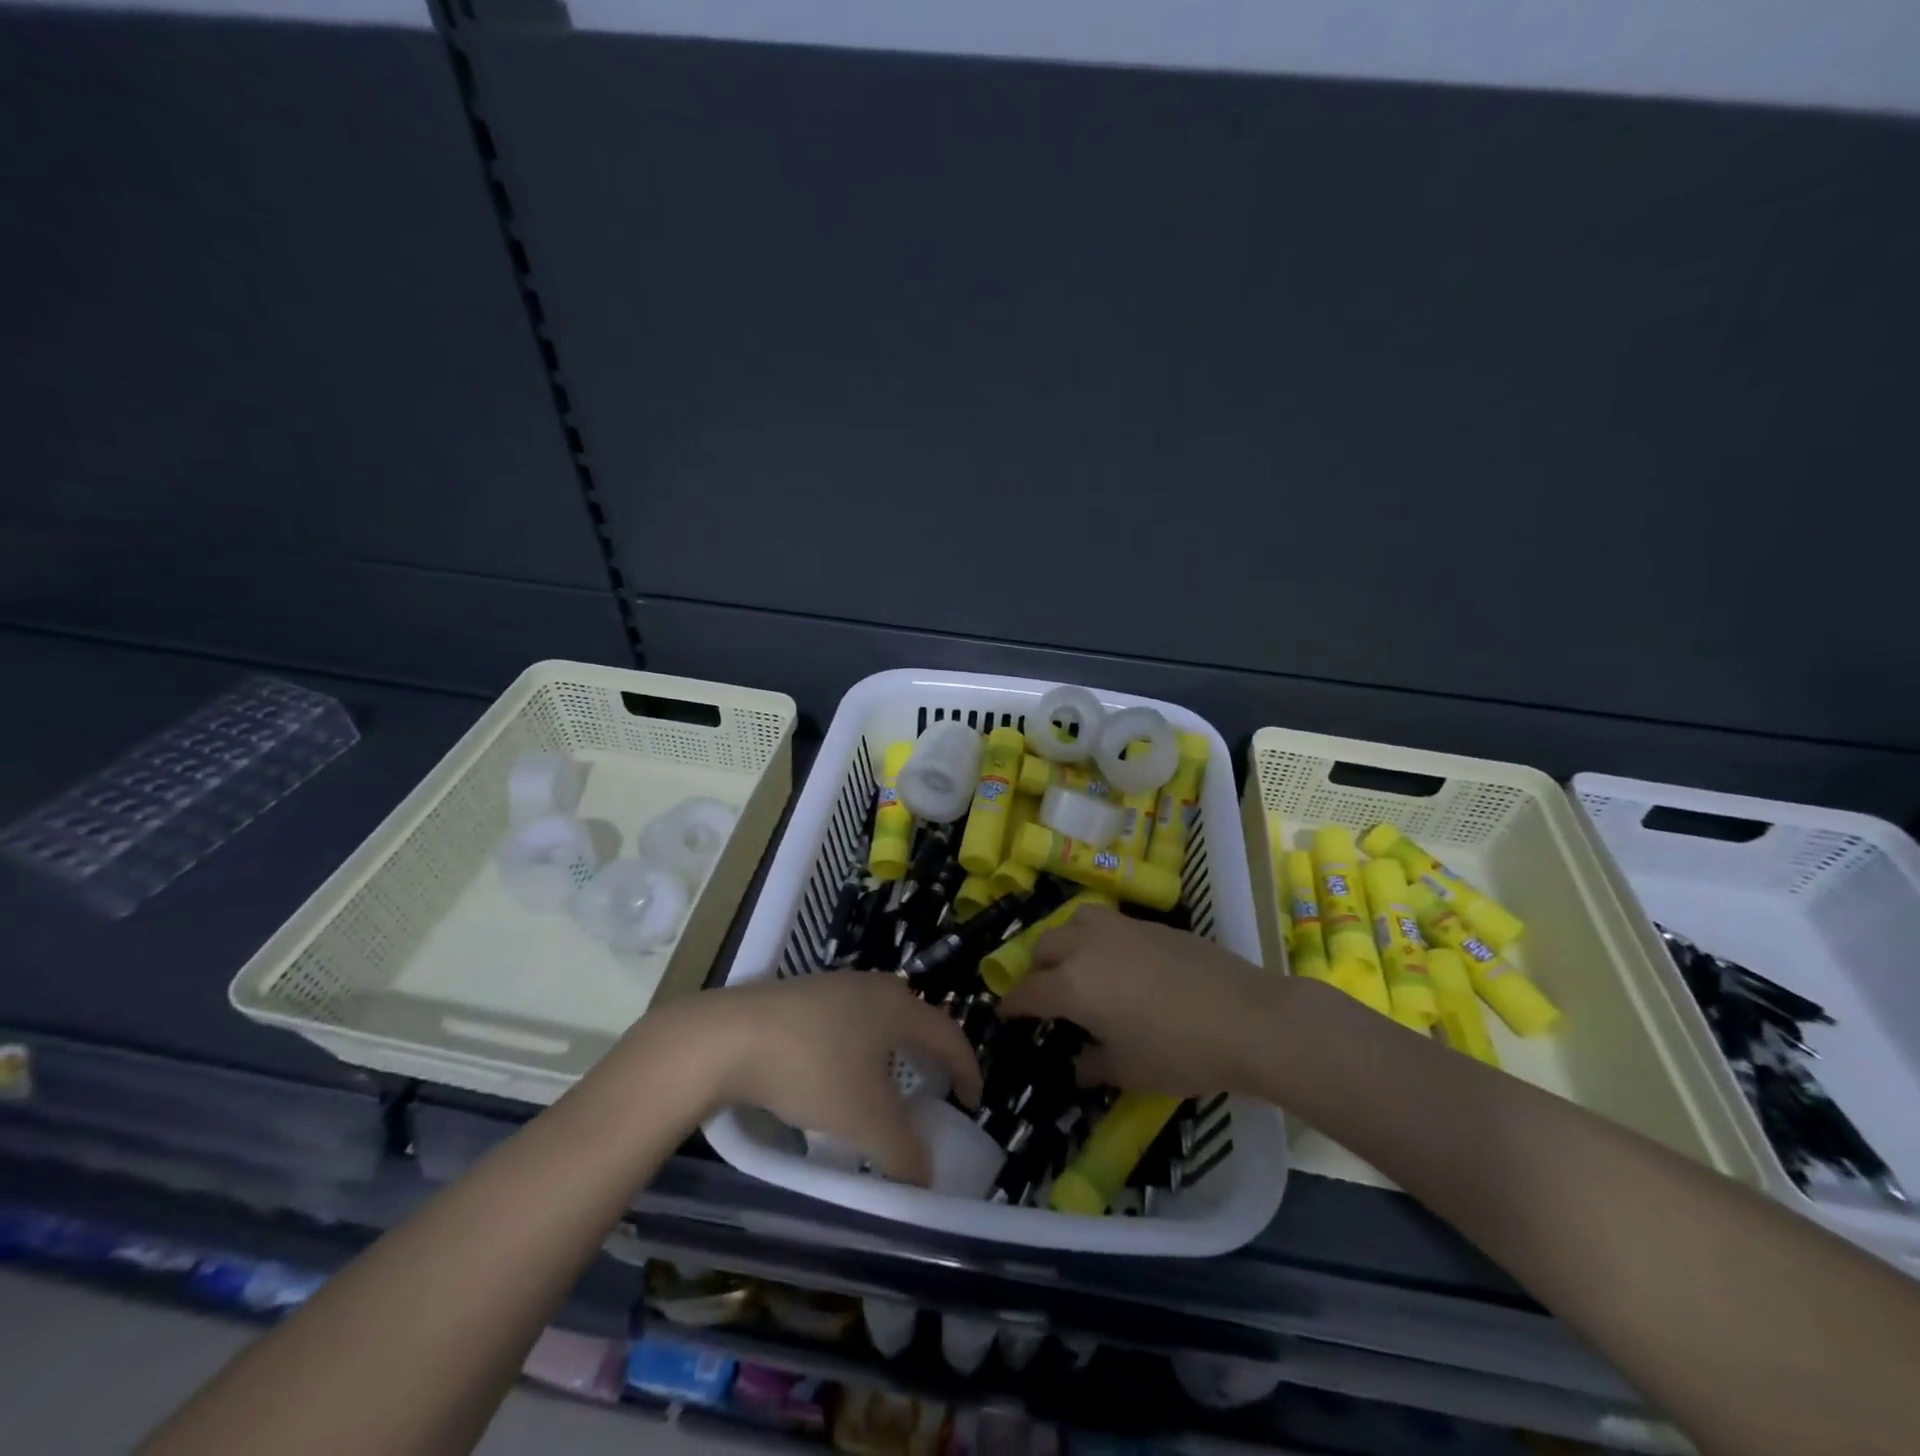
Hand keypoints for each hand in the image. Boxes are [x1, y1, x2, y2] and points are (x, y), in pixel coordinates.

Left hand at [650, 973, 982, 1185]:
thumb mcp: (865, 1120)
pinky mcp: (802, 993)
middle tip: (935, 1089)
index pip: (949, 1034)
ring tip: (887, 1083)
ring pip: (879, 1016)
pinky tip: (837, 1069)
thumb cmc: (812, 1070)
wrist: (729, 1037)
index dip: (967, 1068)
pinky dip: (859, 1045)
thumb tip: (926, 1179)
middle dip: (931, 1054)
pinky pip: (847, 1017)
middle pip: (916, 1018)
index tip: (972, 1101)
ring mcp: (835, 984)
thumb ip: (904, 1153)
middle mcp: (872, 986)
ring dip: (892, 1049)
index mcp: (898, 1007)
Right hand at [996, 906, 1284, 1098]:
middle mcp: (1086, 946)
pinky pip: (1107, 924)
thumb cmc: (1179, 1052)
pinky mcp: (1150, 924)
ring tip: (1079, 968)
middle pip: (1044, 947)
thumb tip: (1079, 1065)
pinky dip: (1097, 940)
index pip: (1027, 991)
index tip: (1005, 1015)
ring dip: (1065, 944)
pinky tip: (1119, 964)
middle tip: (1047, 998)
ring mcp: (1120, 928)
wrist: (1246, 1017)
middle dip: (1037, 972)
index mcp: (1072, 984)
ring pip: (1073, 923)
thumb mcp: (1129, 1071)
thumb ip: (1093, 1065)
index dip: (1011, 1005)